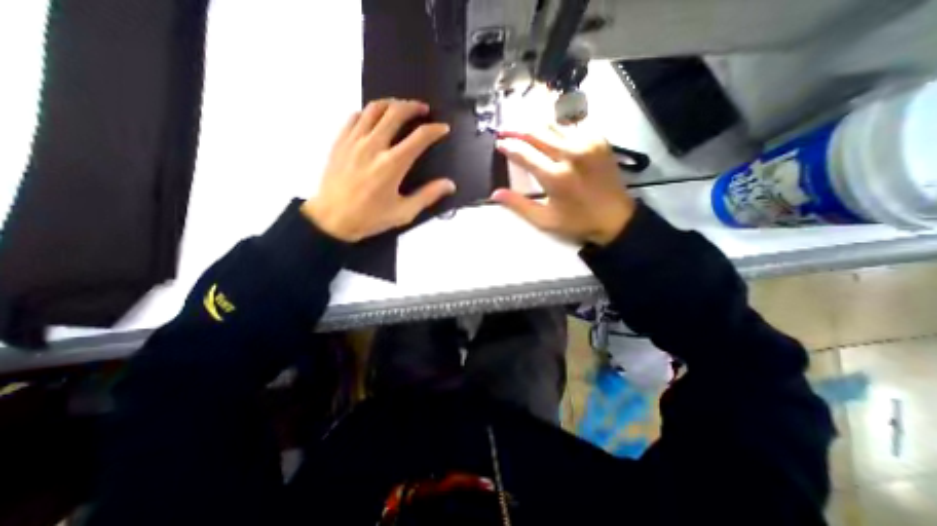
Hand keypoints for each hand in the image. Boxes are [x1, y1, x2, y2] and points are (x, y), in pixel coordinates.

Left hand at [301, 99, 455, 241]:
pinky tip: (375, 118)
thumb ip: (428, 195)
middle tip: (423, 109)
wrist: (331, 219)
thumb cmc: (370, 218)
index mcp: (392, 164)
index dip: (435, 130)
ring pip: (374, 108)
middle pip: (396, 112)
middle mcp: (374, 146)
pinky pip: (355, 116)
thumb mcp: (404, 212)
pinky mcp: (340, 141)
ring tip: (400, 107)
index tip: (443, 128)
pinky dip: (369, 112)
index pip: (419, 137)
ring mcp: (354, 141)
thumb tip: (449, 184)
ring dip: (391, 104)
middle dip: (413, 107)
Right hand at [491, 125, 637, 245]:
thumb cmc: (577, 222)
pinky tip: (547, 131)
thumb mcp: (545, 220)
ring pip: (553, 125)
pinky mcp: (599, 139)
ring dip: (534, 125)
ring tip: (521, 128)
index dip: (509, 147)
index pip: (524, 153)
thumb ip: (519, 205)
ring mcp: (587, 143)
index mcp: (556, 176)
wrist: (616, 218)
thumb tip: (495, 193)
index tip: (499, 144)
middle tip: (504, 130)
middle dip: (517, 129)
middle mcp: (571, 154)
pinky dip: (555, 127)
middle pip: (537, 132)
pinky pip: (571, 126)